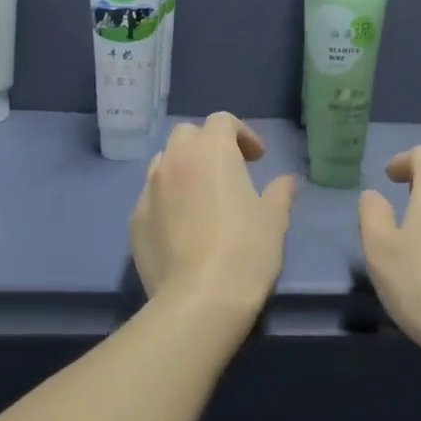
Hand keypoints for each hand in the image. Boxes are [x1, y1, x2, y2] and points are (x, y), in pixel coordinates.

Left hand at [130, 113, 296, 318]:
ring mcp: (149, 191)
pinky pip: (152, 198)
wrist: (200, 299)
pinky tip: (182, 228)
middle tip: (228, 172)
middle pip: (187, 135)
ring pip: (163, 163)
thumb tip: (286, 182)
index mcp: (211, 151)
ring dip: (183, 169)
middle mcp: (174, 161)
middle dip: (207, 146)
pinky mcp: (135, 221)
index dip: (242, 134)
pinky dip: (168, 200)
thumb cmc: (246, 250)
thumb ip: (280, 193)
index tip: (257, 159)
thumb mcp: (274, 220)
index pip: (222, 121)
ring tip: (202, 197)